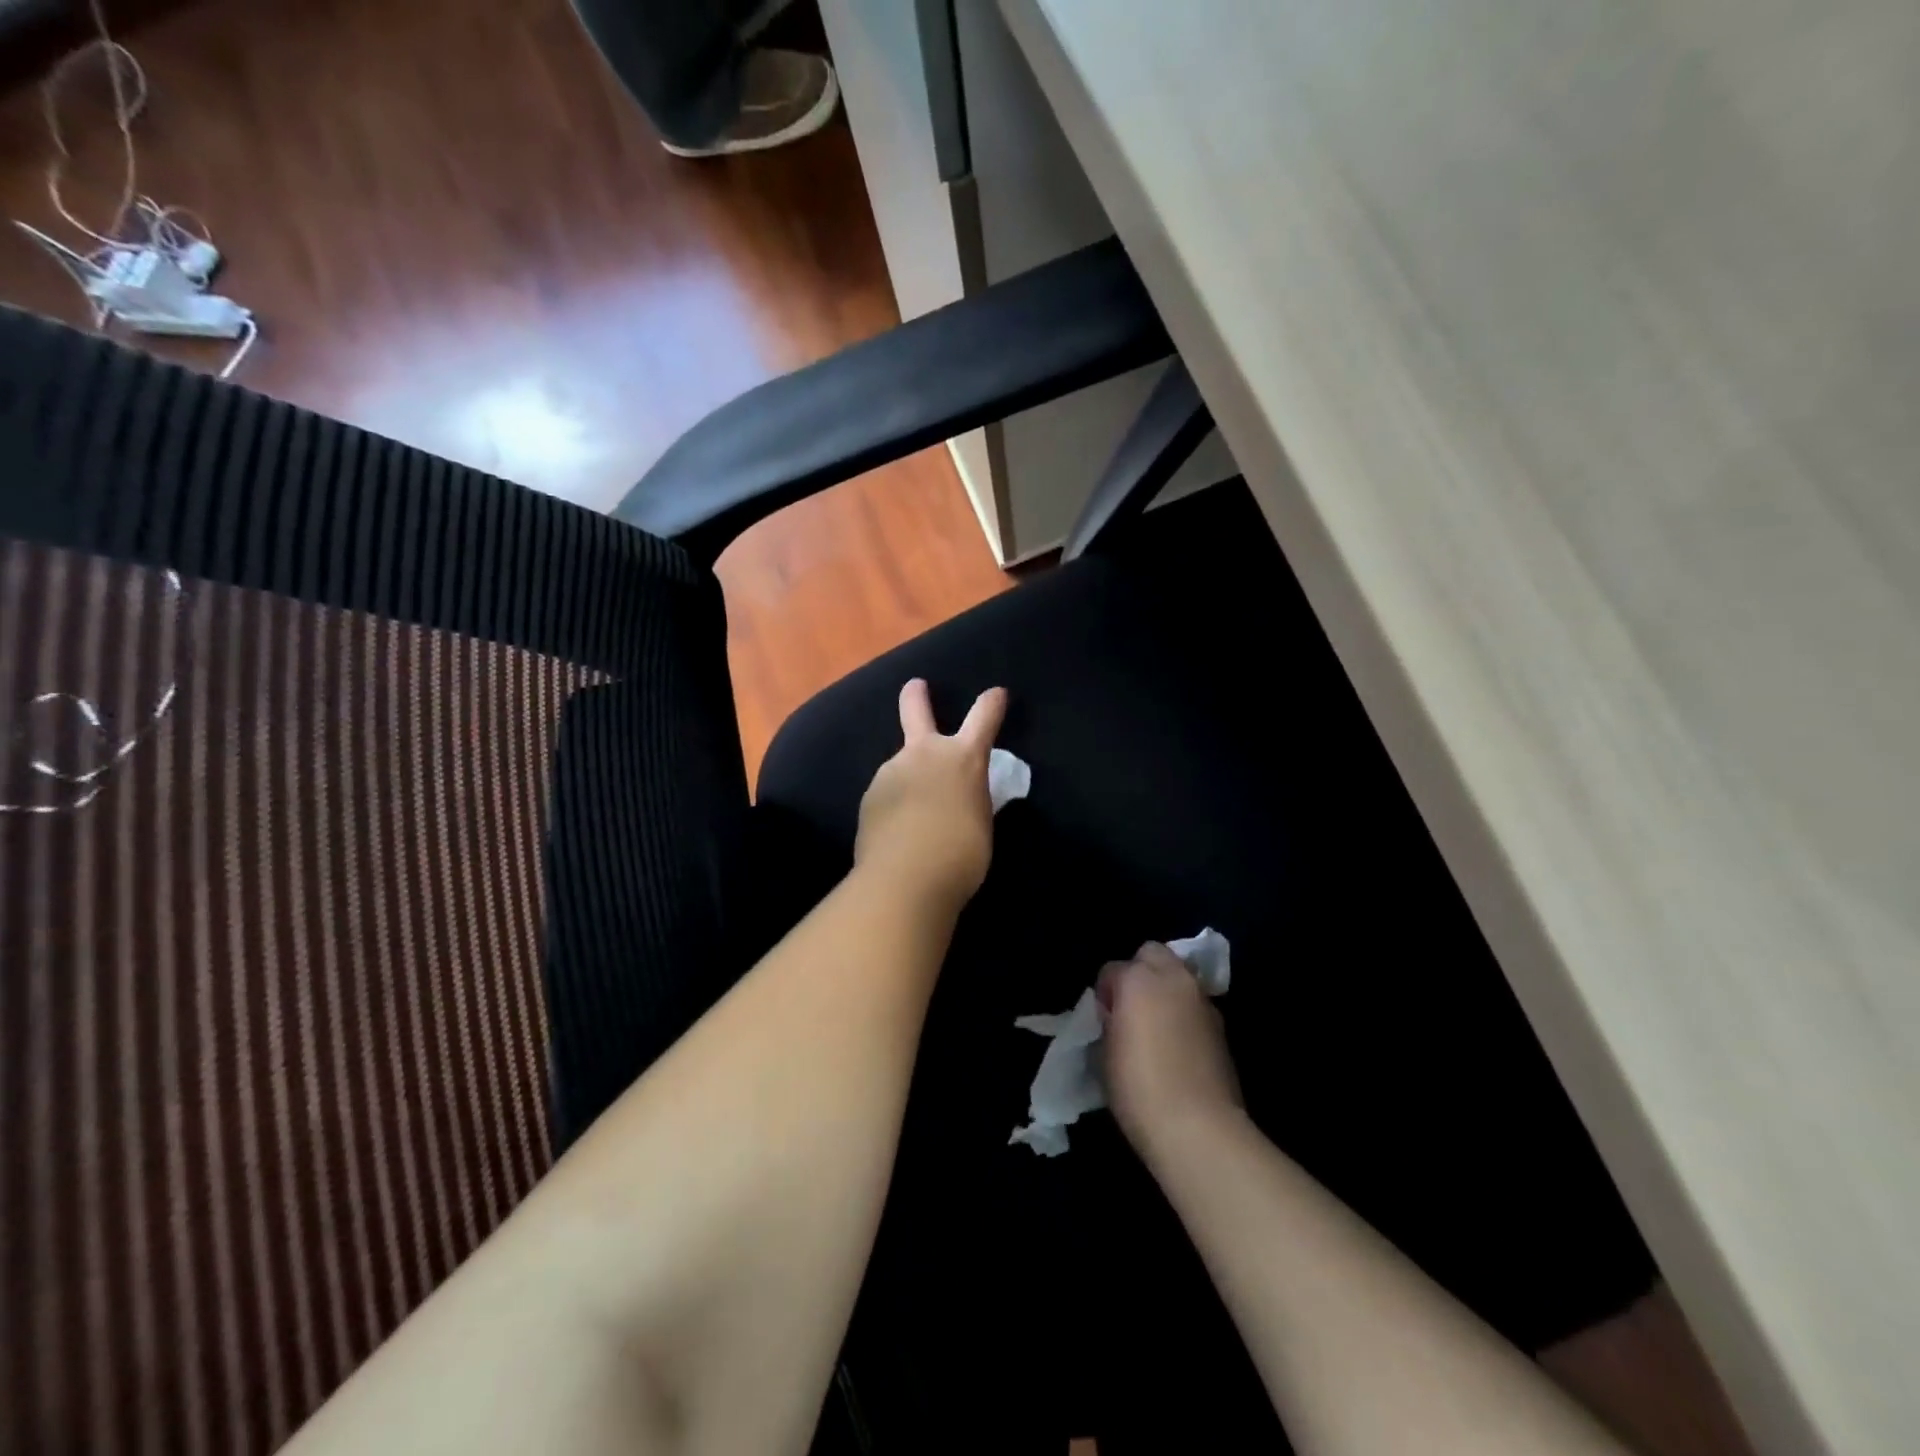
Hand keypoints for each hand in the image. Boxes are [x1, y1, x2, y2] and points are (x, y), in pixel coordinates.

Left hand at [855, 679, 1007, 910]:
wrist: (905, 880)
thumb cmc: (961, 855)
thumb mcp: (980, 821)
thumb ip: (969, 798)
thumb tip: (958, 796)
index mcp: (962, 759)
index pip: (984, 717)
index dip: (992, 702)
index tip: (997, 693)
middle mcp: (924, 754)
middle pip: (916, 709)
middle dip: (916, 695)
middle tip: (915, 686)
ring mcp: (891, 772)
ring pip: (901, 765)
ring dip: (909, 777)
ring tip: (915, 812)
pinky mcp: (870, 796)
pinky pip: (888, 793)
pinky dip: (895, 804)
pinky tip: (898, 830)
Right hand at [1098, 943, 1243, 1155]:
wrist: (1198, 1128)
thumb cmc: (1139, 1088)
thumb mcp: (1105, 1052)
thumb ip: (1110, 1021)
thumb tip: (1118, 1016)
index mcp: (1138, 979)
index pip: (1112, 969)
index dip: (1105, 993)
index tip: (1104, 1020)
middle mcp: (1173, 978)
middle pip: (1152, 954)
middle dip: (1139, 972)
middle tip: (1130, 1008)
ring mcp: (1202, 999)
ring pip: (1178, 975)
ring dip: (1164, 990)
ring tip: (1155, 1026)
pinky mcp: (1221, 1025)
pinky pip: (1195, 1003)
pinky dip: (1184, 1012)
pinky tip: (1177, 1043)